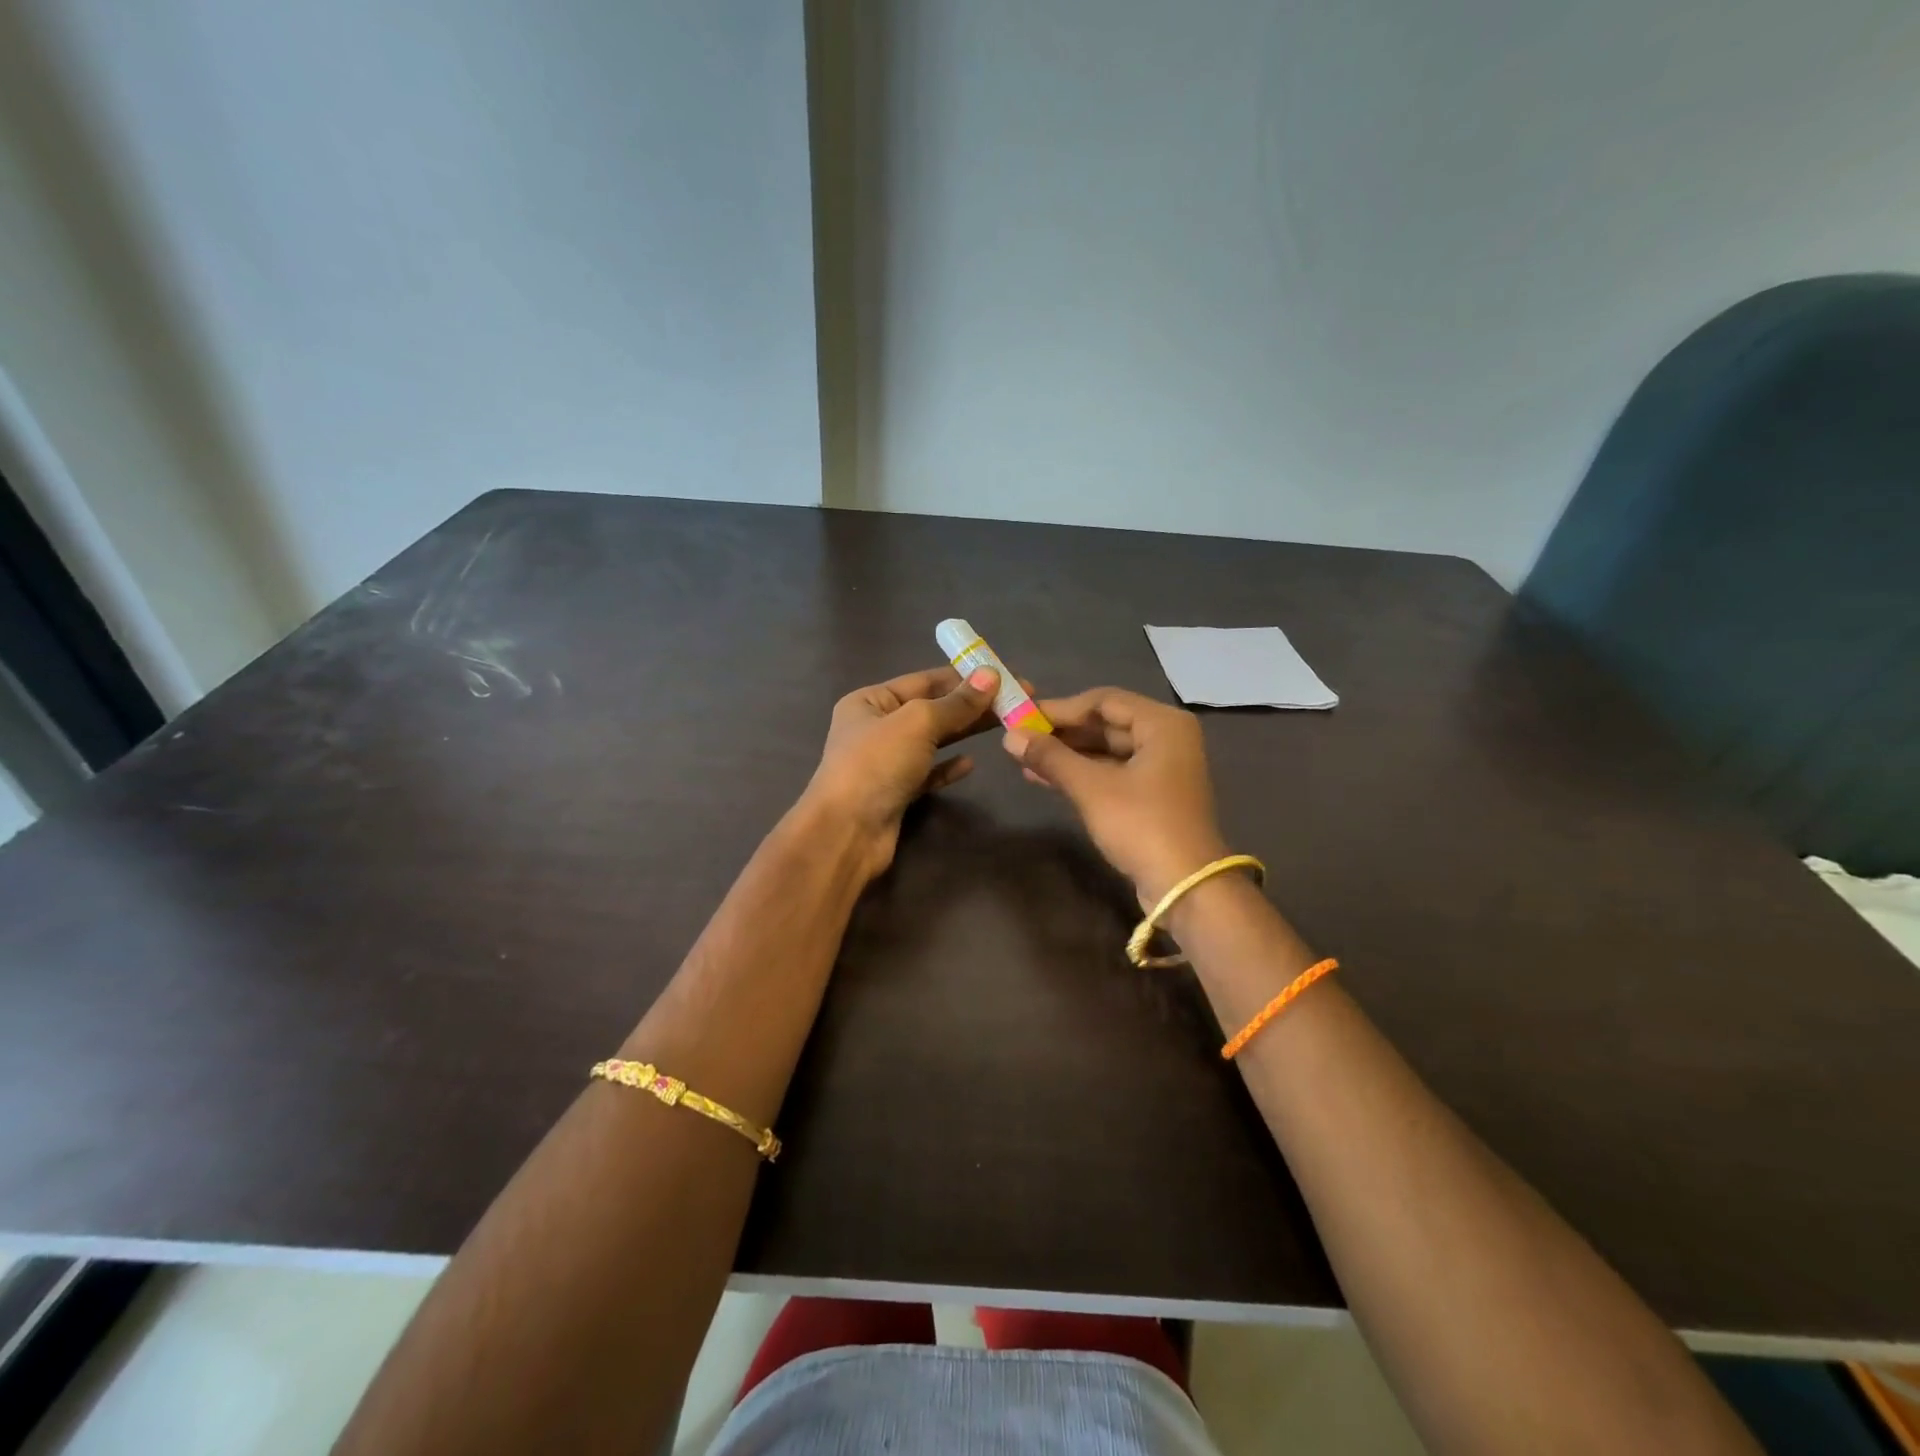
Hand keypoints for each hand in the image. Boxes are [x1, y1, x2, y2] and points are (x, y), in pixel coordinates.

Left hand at [804, 665, 1003, 877]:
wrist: (847, 832)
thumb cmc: (876, 764)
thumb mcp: (918, 722)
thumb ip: (956, 702)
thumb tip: (991, 675)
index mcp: (870, 701)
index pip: (923, 680)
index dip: (964, 676)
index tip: (1004, 675)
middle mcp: (875, 728)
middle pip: (932, 709)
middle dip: (971, 704)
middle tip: (1016, 700)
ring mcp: (885, 763)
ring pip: (933, 741)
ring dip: (965, 732)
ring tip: (1004, 725)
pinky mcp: (896, 793)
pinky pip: (928, 773)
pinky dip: (948, 767)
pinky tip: (971, 764)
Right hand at [1002, 687, 1228, 904]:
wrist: (1184, 887)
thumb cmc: (1141, 826)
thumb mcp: (1091, 788)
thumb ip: (1051, 757)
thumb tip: (1009, 736)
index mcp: (1162, 724)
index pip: (1103, 701)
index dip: (1060, 708)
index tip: (1022, 716)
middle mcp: (1167, 738)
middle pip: (1106, 724)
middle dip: (1062, 732)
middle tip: (1019, 737)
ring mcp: (1162, 768)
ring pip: (1107, 750)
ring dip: (1067, 754)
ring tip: (1024, 758)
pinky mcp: (1153, 795)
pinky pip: (1112, 772)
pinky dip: (1082, 773)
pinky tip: (1045, 778)